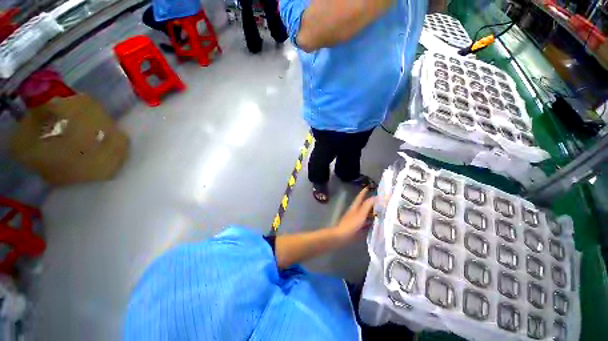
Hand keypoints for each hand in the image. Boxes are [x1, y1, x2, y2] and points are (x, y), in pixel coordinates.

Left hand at [333, 187, 375, 243]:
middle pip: (363, 205)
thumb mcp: (360, 214)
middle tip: (380, 200)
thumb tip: (375, 197)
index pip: (360, 197)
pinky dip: (371, 220)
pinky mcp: (357, 226)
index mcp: (355, 207)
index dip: (364, 192)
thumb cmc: (351, 224)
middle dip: (370, 202)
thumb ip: (367, 205)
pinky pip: (366, 221)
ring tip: (381, 210)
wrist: (342, 236)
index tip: (368, 187)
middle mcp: (355, 211)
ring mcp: (356, 219)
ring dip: (372, 211)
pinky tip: (376, 222)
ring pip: (365, 213)